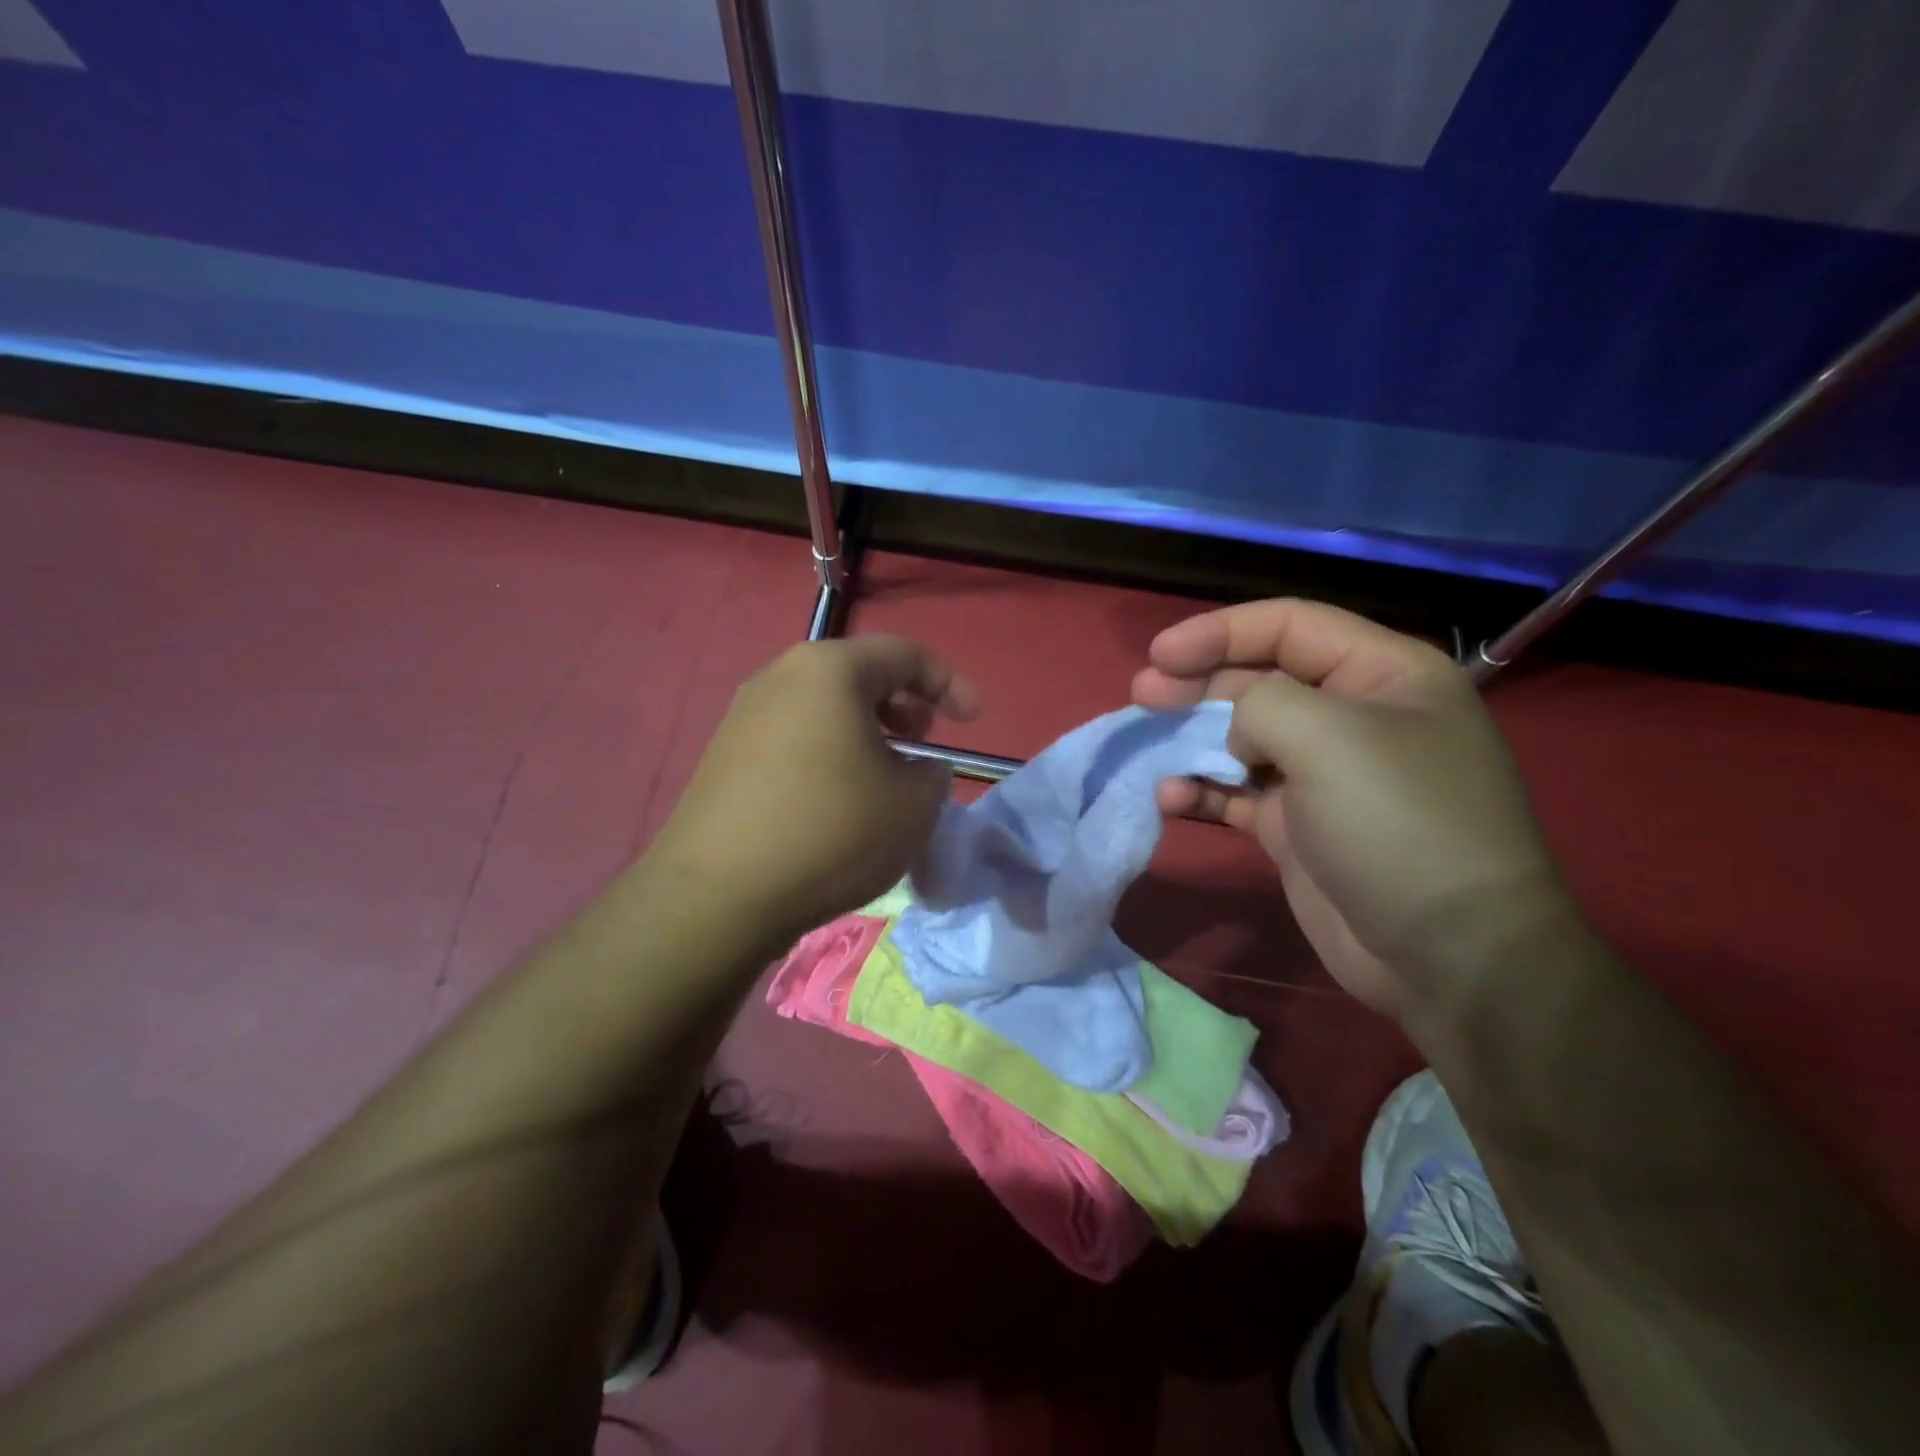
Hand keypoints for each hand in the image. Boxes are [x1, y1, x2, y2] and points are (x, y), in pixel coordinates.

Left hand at [649, 636, 978, 951]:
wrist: (717, 895)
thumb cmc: (831, 833)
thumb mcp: (913, 807)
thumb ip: (933, 776)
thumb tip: (918, 771)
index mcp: (830, 670)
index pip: (905, 654)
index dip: (950, 683)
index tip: (974, 719)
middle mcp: (780, 677)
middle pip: (859, 675)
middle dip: (904, 705)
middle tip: (924, 743)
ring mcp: (744, 715)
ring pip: (824, 708)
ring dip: (866, 732)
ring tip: (886, 776)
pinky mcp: (725, 756)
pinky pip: (794, 738)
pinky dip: (830, 754)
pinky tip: (838, 801)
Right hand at [1133, 600, 1577, 1019]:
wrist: (1445, 955)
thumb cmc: (1397, 823)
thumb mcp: (1328, 738)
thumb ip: (1261, 706)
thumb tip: (1236, 734)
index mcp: (1383, 675)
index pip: (1290, 626)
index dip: (1220, 631)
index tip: (1160, 655)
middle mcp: (1353, 717)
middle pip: (1258, 681)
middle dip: (1197, 685)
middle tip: (1141, 697)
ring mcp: (1323, 775)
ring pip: (1240, 739)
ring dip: (1191, 740)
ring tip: (1146, 747)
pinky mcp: (1297, 826)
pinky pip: (1237, 793)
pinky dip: (1201, 791)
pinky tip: (1171, 799)